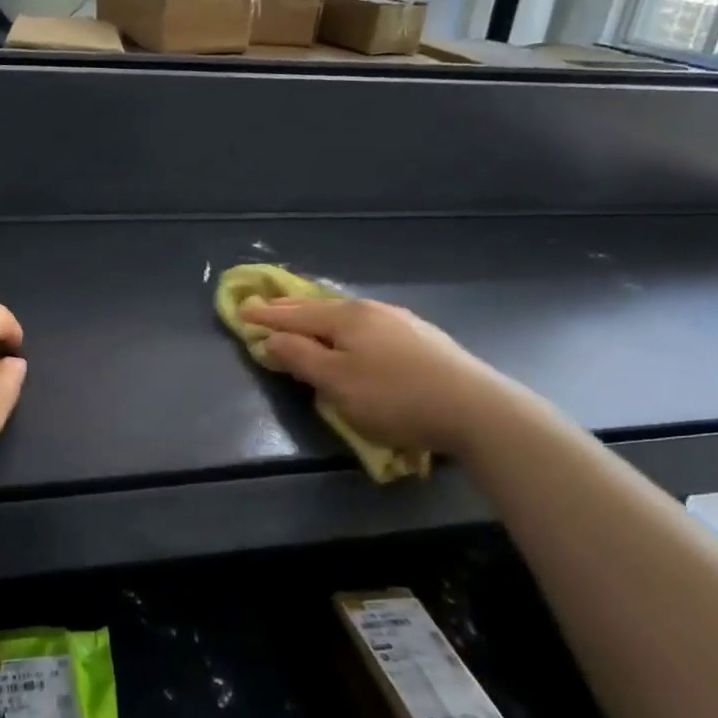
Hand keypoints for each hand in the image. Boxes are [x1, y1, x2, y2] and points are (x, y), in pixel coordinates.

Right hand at [240, 297, 511, 454]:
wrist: (476, 408)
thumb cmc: (395, 398)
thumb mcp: (337, 383)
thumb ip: (300, 358)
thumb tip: (272, 337)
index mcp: (346, 318)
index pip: (294, 314)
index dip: (266, 316)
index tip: (241, 311)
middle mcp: (371, 310)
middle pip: (320, 309)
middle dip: (291, 311)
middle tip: (267, 309)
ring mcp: (401, 322)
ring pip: (347, 317)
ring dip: (320, 320)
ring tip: (306, 324)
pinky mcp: (423, 339)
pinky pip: (369, 327)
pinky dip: (347, 330)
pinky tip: (354, 338)